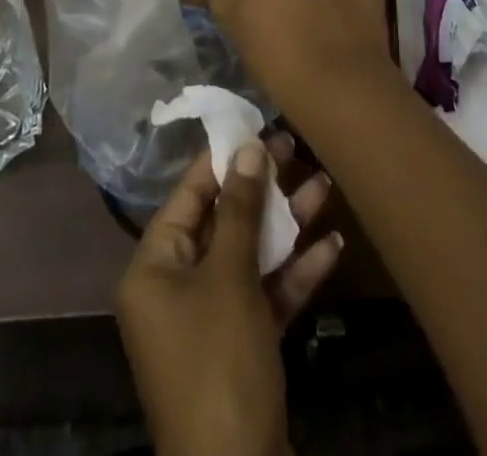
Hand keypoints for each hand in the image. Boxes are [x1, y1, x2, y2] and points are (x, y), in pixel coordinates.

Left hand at [117, 133, 342, 455]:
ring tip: (325, 186)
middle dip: (262, 190)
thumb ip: (239, 209)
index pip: (188, 196)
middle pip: (222, 223)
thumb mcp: (229, 276)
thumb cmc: (219, 362)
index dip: (221, 160)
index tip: (254, 125)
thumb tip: (247, 147)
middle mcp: (175, 290)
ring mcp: (210, 322)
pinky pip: (265, 296)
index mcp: (154, 268)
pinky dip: (295, 274)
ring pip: (249, 258)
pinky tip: (333, 247)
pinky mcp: (242, 350)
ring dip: (287, 227)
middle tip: (295, 148)